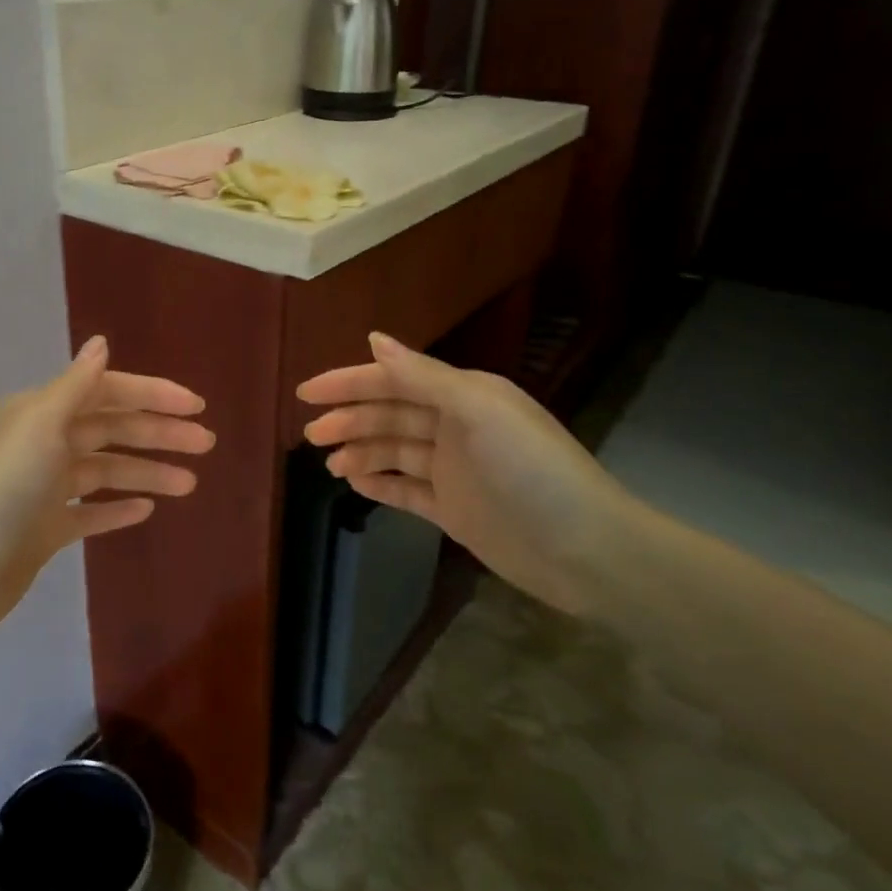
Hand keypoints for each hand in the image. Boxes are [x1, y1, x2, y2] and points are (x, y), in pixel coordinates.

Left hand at [0, 336, 212, 652]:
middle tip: (206, 444)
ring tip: (189, 483)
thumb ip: (75, 386)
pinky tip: (146, 509)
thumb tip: (101, 342)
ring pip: (105, 471)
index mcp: (40, 413)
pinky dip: (116, 507)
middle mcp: (42, 444)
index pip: (106, 393)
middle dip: (158, 433)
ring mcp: (43, 490)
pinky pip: (89, 512)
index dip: (152, 395)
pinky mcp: (43, 530)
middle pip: (110, 430)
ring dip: (147, 472)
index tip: (196, 405)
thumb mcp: (38, 426)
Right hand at [297, 333, 636, 616]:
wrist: (585, 551)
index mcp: (463, 395)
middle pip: (389, 415)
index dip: (349, 383)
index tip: (306, 393)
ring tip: (329, 465)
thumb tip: (374, 339)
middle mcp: (456, 426)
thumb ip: (423, 376)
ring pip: (394, 452)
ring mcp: (454, 469)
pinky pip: (406, 490)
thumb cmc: (531, 470)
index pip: (394, 380)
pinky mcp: (454, 508)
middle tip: (310, 435)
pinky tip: (354, 483)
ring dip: (360, 452)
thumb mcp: (478, 411)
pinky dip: (379, 483)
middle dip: (349, 420)